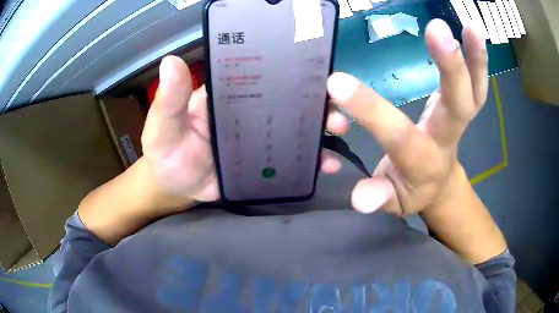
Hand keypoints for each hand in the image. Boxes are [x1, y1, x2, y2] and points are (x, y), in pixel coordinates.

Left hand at [141, 56, 349, 204]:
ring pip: (296, 129)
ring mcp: (260, 139)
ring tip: (338, 131)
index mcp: (227, 94)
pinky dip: (312, 161)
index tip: (315, 71)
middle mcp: (249, 111)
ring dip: (320, 129)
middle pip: (288, 101)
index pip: (261, 74)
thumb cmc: (166, 153)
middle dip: (315, 101)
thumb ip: (170, 99)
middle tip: (334, 108)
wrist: (176, 187)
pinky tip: (328, 165)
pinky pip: (293, 160)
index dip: (287, 70)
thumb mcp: (163, 125)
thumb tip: (171, 61)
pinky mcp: (265, 164)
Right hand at [327, 19, 487, 215]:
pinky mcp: (463, 107)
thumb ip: (378, 198)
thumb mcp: (393, 201)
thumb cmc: (412, 189)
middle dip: (451, 69)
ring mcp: (459, 119)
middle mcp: (446, 137)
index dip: (370, 111)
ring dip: (476, 60)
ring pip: (475, 92)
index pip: (398, 135)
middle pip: (457, 105)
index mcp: (423, 161)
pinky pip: (477, 85)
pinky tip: (472, 32)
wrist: (438, 184)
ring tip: (471, 28)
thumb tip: (359, 199)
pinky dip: (479, 60)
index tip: (337, 83)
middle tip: (438, 30)